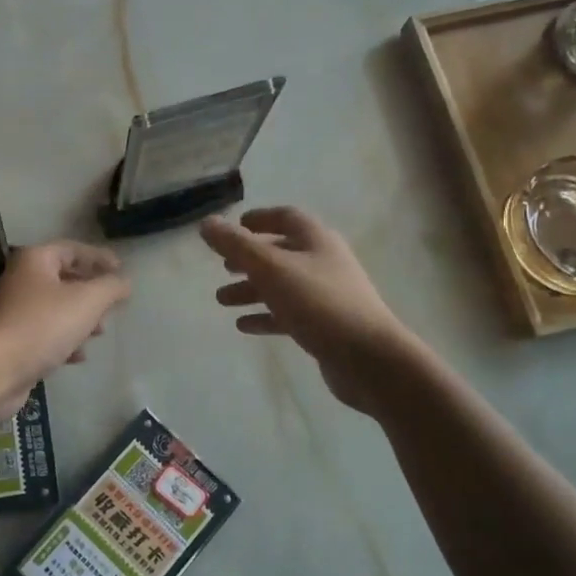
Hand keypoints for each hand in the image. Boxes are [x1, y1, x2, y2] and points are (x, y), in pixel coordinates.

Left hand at [0, 241, 130, 423]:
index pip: (72, 249)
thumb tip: (125, 282)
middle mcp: (20, 280)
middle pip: (64, 279)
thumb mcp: (87, 301)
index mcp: (35, 260)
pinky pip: (44, 333)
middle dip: (91, 293)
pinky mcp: (11, 340)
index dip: (99, 257)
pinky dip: (64, 340)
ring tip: (98, 333)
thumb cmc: (43, 325)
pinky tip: (77, 356)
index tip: (122, 271)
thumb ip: (111, 288)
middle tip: (111, 307)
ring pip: (55, 308)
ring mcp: (13, 311)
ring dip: (80, 319)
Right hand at [202, 207, 415, 413]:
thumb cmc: (318, 303)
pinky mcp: (325, 325)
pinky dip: (265, 316)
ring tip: (221, 300)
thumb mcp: (270, 269)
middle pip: (281, 252)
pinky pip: (289, 314)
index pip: (285, 217)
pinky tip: (243, 326)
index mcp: (315, 240)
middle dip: (249, 259)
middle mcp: (323, 262)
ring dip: (252, 290)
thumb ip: (236, 245)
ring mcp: (327, 295)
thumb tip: (207, 223)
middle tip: (222, 267)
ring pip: (282, 285)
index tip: (233, 227)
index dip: (259, 218)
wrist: (368, 358)